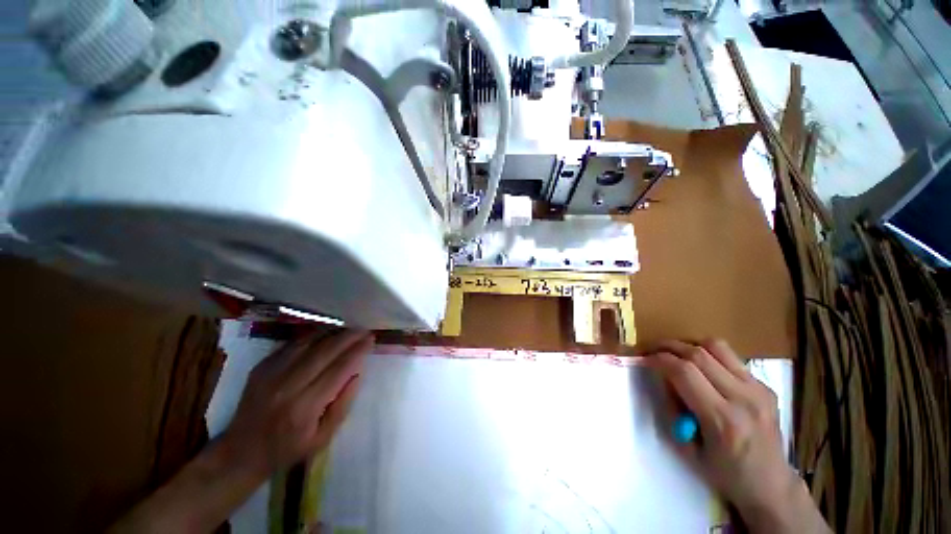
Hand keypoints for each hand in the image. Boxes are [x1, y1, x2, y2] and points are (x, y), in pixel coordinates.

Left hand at [220, 329, 371, 479]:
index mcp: (305, 407)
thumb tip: (357, 372)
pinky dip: (313, 336)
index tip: (371, 340)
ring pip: (309, 342)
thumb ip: (343, 404)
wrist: (241, 452)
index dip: (358, 351)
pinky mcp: (261, 367)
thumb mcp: (323, 438)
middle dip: (349, 336)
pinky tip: (325, 334)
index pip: (339, 369)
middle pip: (325, 351)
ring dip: (333, 332)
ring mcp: (271, 374)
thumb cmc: (287, 449)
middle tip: (364, 330)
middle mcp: (287, 386)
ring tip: (349, 329)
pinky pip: (293, 344)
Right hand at [646, 339, 828, 532]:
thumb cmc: (725, 474)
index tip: (644, 359)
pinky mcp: (765, 386)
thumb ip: (674, 408)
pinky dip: (709, 356)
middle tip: (653, 350)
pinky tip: (703, 369)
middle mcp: (744, 398)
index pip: (685, 372)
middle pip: (699, 354)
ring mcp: (758, 389)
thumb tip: (664, 378)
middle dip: (669, 347)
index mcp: (723, 420)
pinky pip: (730, 358)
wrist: (772, 486)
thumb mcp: (688, 447)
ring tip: (677, 354)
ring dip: (690, 346)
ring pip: (717, 347)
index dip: (659, 359)